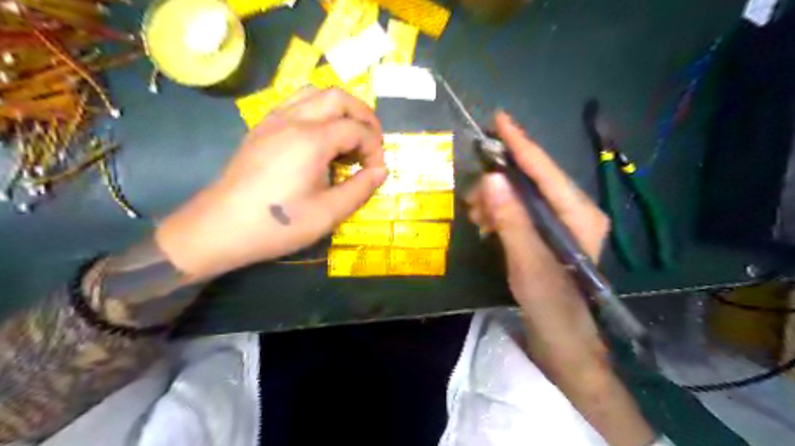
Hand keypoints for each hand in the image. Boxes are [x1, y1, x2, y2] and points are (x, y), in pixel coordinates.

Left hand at [151, 88, 387, 280]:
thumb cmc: (277, 225)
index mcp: (311, 140)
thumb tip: (381, 170)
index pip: (357, 128)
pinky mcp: (261, 128)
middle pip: (339, 97)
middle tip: (372, 143)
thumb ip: (360, 188)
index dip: (375, 148)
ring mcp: (273, 120)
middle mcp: (293, 119)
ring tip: (349, 135)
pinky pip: (295, 103)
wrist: (219, 229)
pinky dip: (318, 111)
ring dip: (340, 109)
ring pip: (315, 93)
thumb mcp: (328, 214)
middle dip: (364, 116)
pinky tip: (320, 137)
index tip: (376, 171)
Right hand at [467, 110, 609, 371]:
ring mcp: (561, 220)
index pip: (545, 170)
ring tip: (477, 219)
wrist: (563, 337)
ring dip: (495, 200)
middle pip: (532, 179)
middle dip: (498, 183)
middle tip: (472, 201)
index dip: (521, 144)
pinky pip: (520, 209)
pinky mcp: (548, 231)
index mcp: (579, 214)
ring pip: (522, 193)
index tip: (499, 119)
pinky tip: (487, 225)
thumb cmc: (551, 304)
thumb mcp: (527, 264)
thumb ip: (511, 221)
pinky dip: (500, 212)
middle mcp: (574, 210)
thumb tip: (491, 179)